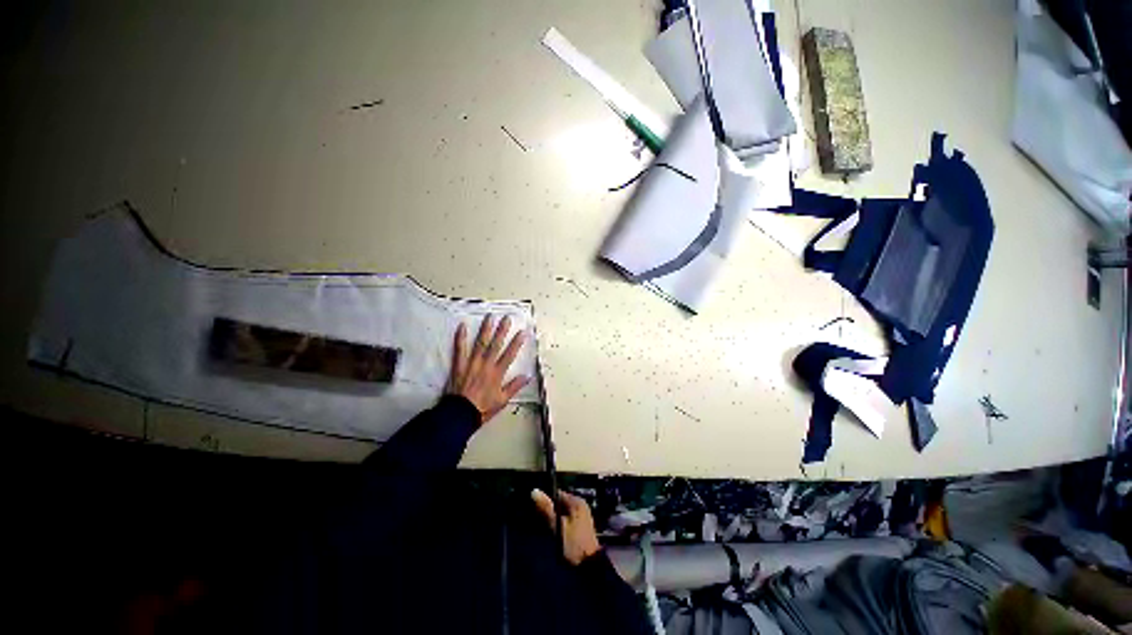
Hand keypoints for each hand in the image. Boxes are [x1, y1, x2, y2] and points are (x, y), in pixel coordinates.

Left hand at [447, 315, 528, 422]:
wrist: (460, 414)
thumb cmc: (482, 408)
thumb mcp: (502, 400)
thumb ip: (514, 386)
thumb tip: (527, 377)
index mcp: (497, 373)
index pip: (509, 355)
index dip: (516, 343)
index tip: (521, 332)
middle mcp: (486, 365)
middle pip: (495, 345)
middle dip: (502, 331)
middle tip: (506, 318)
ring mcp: (472, 364)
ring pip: (480, 343)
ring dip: (485, 330)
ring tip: (489, 317)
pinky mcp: (459, 365)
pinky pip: (459, 349)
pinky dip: (460, 338)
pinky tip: (462, 326)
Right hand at [532, 489, 600, 564]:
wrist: (591, 566)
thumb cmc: (574, 545)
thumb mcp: (557, 527)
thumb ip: (546, 509)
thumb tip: (534, 490)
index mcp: (576, 501)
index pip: (556, 494)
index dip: (545, 501)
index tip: (535, 510)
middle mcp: (580, 504)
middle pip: (559, 502)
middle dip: (549, 510)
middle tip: (539, 521)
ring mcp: (582, 515)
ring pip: (562, 512)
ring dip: (554, 518)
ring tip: (546, 529)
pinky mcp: (582, 525)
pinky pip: (567, 519)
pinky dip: (560, 524)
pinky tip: (555, 534)